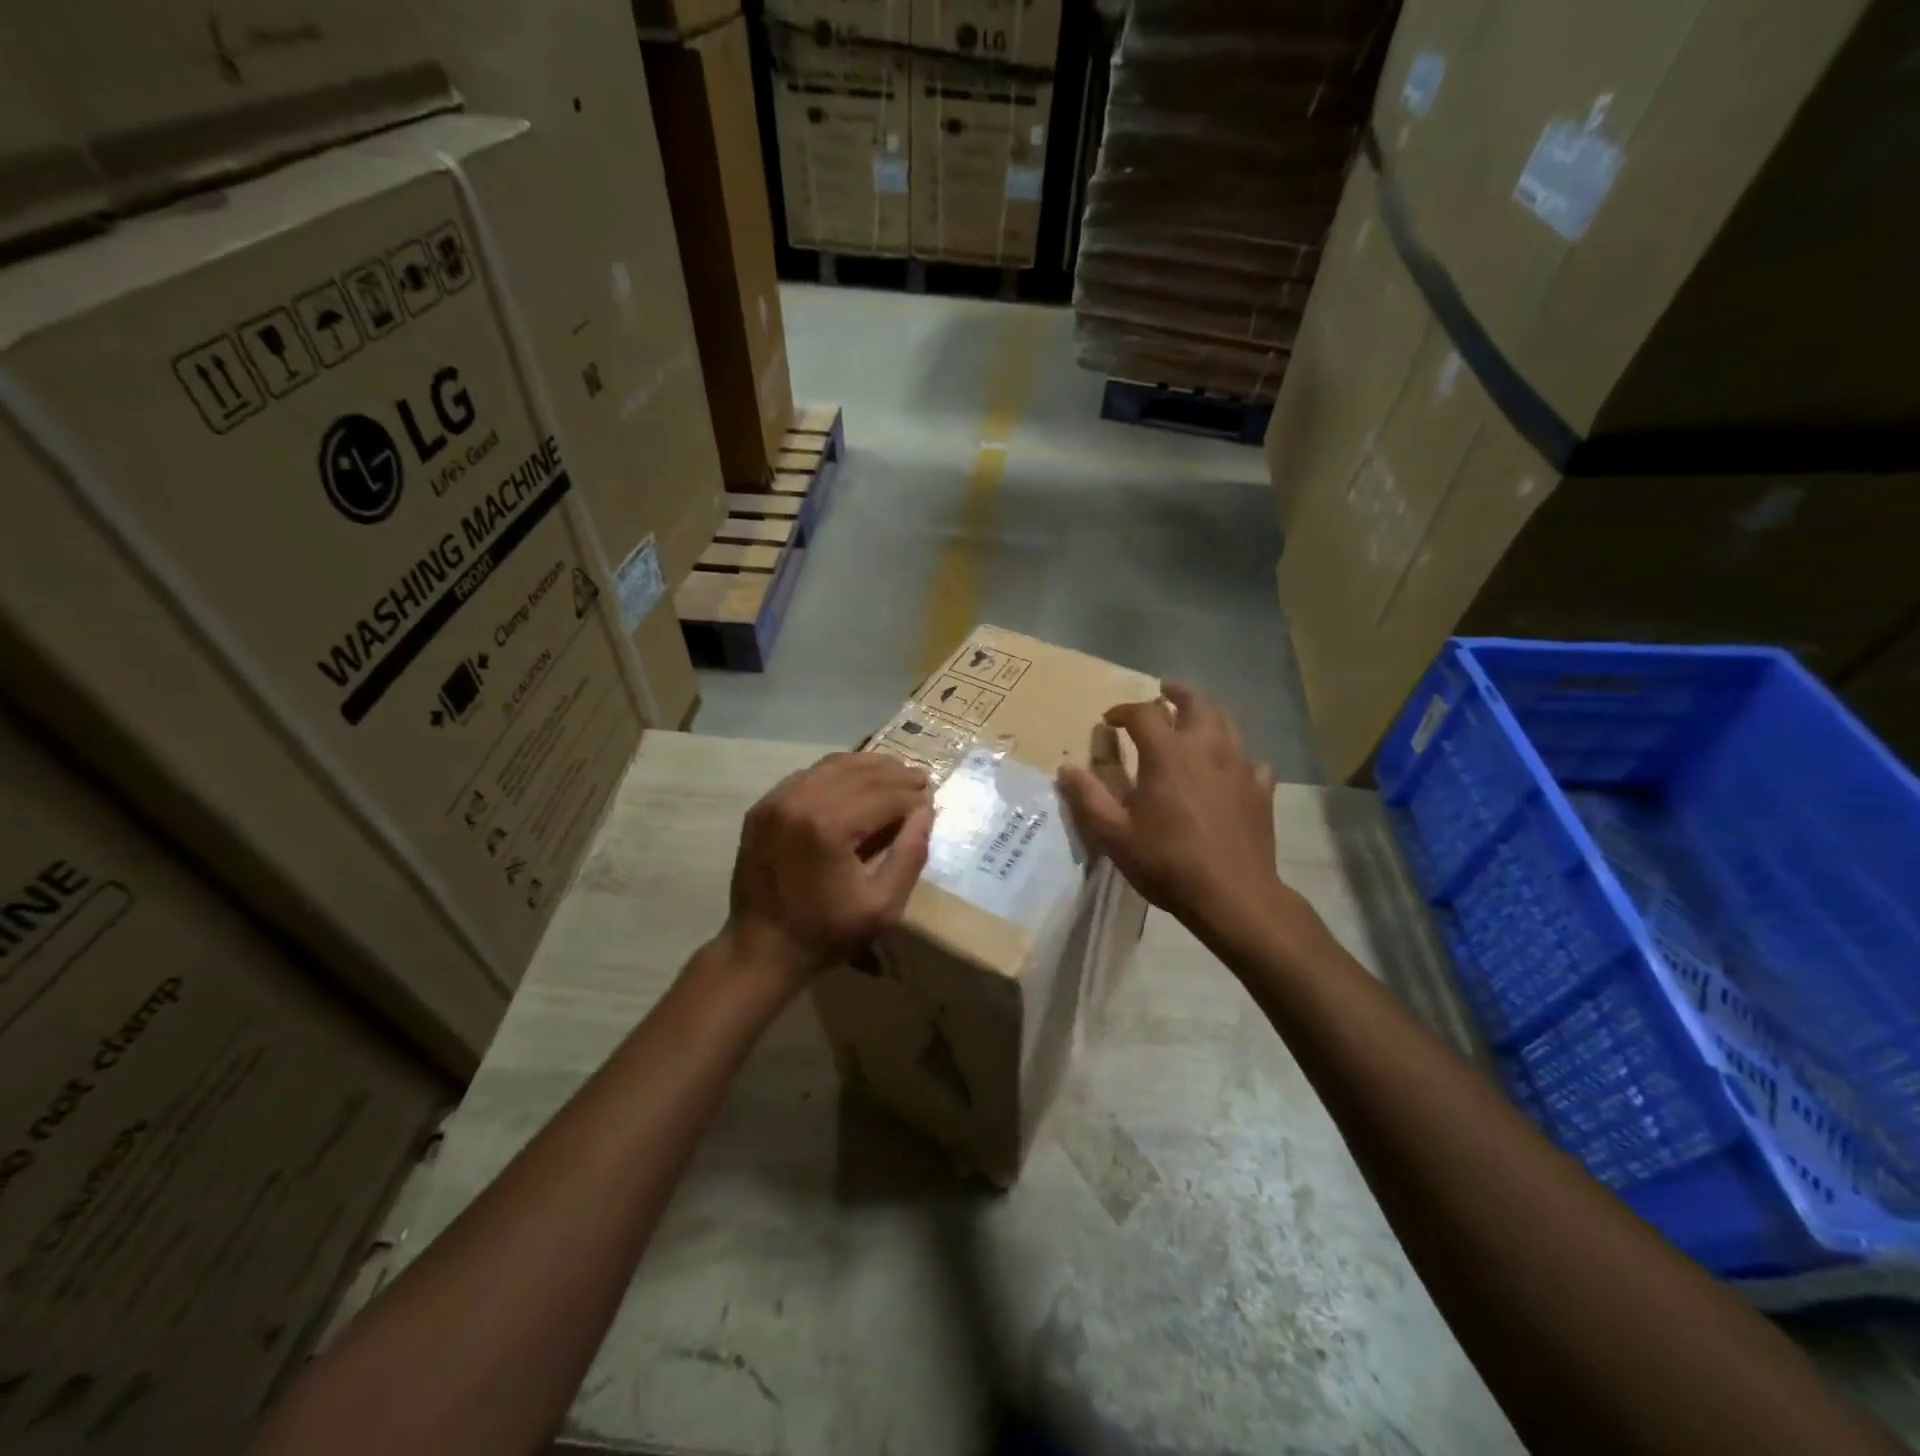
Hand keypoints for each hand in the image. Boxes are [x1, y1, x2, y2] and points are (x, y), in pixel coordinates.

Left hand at [725, 752, 933, 990]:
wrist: (760, 949)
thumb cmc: (826, 933)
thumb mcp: (883, 906)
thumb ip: (910, 854)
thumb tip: (925, 810)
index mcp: (829, 827)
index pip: (885, 795)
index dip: (913, 794)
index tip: (932, 797)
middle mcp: (801, 801)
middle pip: (861, 773)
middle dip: (896, 775)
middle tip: (921, 779)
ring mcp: (777, 800)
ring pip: (833, 765)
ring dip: (868, 766)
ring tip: (894, 774)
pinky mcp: (763, 806)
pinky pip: (808, 775)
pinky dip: (837, 772)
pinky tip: (854, 782)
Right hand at [1058, 683, 1281, 934]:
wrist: (1233, 895)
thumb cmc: (1167, 862)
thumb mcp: (1115, 835)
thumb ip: (1089, 798)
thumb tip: (1066, 769)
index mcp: (1168, 754)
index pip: (1143, 713)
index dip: (1123, 711)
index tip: (1109, 721)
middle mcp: (1206, 748)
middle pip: (1195, 703)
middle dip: (1176, 693)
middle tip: (1163, 691)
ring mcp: (1239, 765)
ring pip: (1226, 722)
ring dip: (1207, 713)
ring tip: (1194, 716)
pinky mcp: (1260, 788)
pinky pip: (1251, 759)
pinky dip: (1236, 754)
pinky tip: (1230, 766)